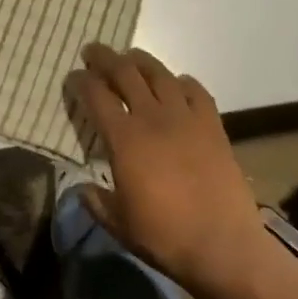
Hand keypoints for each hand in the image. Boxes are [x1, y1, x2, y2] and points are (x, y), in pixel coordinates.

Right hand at [65, 44, 275, 298]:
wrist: (224, 246)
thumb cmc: (165, 237)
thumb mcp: (119, 225)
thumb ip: (96, 202)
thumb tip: (82, 188)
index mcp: (124, 139)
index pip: (95, 95)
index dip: (80, 82)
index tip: (73, 77)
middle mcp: (153, 118)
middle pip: (125, 73)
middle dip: (105, 58)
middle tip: (93, 52)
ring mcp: (186, 118)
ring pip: (160, 74)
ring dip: (140, 61)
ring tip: (130, 57)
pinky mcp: (213, 125)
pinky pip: (196, 91)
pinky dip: (182, 82)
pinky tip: (176, 84)